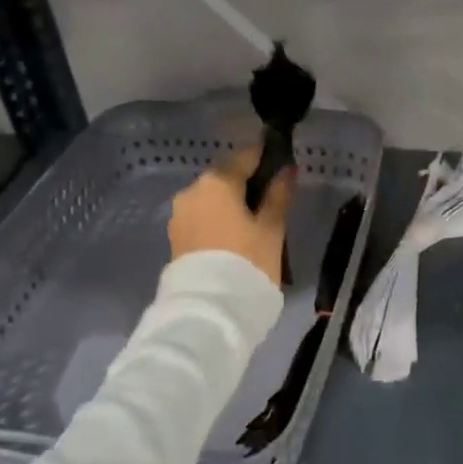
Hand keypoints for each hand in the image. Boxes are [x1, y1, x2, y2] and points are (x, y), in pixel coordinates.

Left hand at [168, 148, 294, 285]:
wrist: (210, 308)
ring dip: (228, 201)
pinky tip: (232, 231)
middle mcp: (192, 190)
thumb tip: (288, 169)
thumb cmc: (248, 262)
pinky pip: (200, 215)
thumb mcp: (271, 229)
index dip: (263, 155)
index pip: (245, 157)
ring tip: (251, 218)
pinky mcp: (174, 235)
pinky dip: (216, 217)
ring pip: (210, 197)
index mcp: (218, 182)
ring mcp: (179, 213)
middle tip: (268, 194)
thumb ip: (278, 195)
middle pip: (224, 177)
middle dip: (244, 181)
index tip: (278, 157)